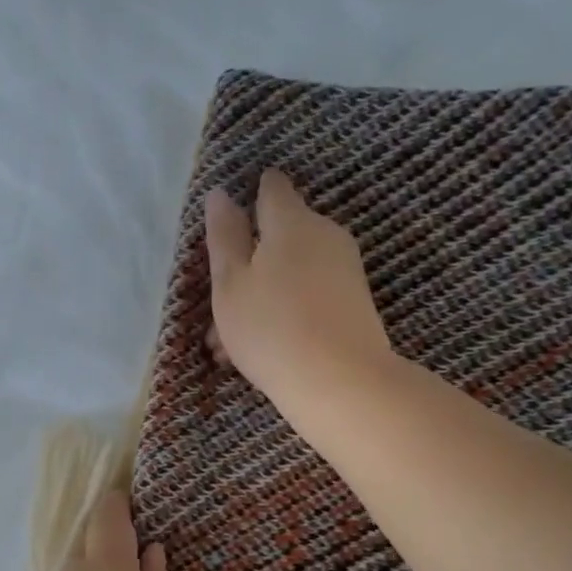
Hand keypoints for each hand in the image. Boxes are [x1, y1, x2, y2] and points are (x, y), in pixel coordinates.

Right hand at [204, 170, 392, 410]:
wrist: (341, 381)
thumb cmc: (271, 328)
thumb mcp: (230, 283)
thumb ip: (224, 237)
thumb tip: (221, 194)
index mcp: (291, 221)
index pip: (272, 189)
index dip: (252, 195)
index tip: (233, 220)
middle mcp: (324, 234)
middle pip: (279, 237)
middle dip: (247, 265)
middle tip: (218, 310)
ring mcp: (344, 269)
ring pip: (290, 273)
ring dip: (260, 298)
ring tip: (229, 346)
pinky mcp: (353, 303)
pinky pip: (308, 296)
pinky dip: (283, 313)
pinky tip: (260, 350)